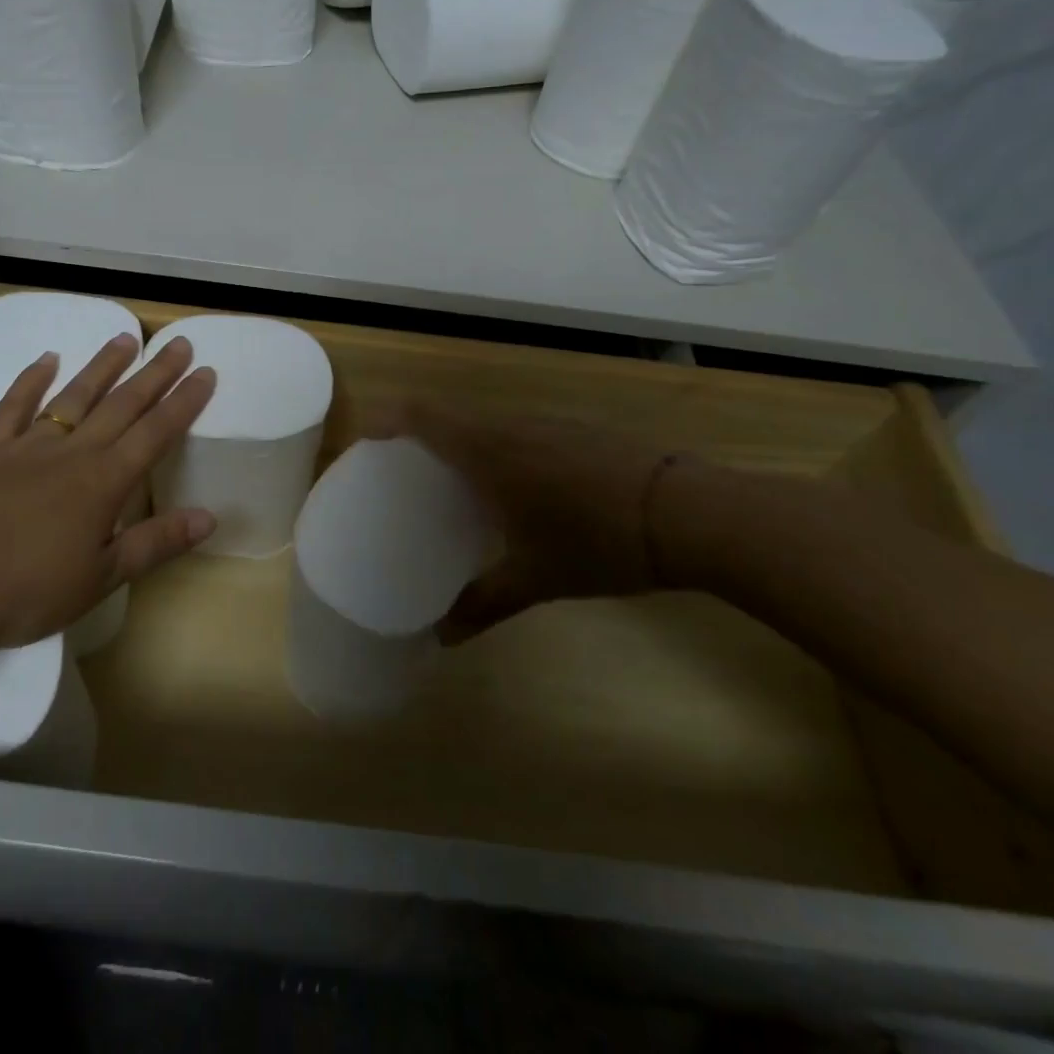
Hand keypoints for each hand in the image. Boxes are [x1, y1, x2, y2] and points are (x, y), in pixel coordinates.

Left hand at [0, 333, 216, 648]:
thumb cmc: (26, 590)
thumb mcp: (100, 577)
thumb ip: (156, 543)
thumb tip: (210, 517)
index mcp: (104, 481)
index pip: (155, 432)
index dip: (184, 403)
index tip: (206, 373)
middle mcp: (72, 452)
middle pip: (122, 404)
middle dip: (155, 374)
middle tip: (180, 344)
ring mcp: (27, 446)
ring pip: (74, 396)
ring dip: (102, 367)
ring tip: (126, 339)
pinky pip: (13, 407)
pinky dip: (30, 381)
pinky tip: (46, 360)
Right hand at [383, 402, 675, 644]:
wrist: (686, 512)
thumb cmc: (597, 541)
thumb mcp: (536, 579)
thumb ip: (483, 603)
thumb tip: (442, 638)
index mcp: (488, 451)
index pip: (423, 416)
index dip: (389, 418)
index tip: (366, 438)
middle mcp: (511, 426)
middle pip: (450, 414)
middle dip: (420, 433)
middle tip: (404, 469)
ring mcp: (548, 423)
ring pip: (486, 421)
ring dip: (462, 440)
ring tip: (453, 479)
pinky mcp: (576, 429)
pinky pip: (518, 429)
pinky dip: (497, 446)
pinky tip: (513, 484)